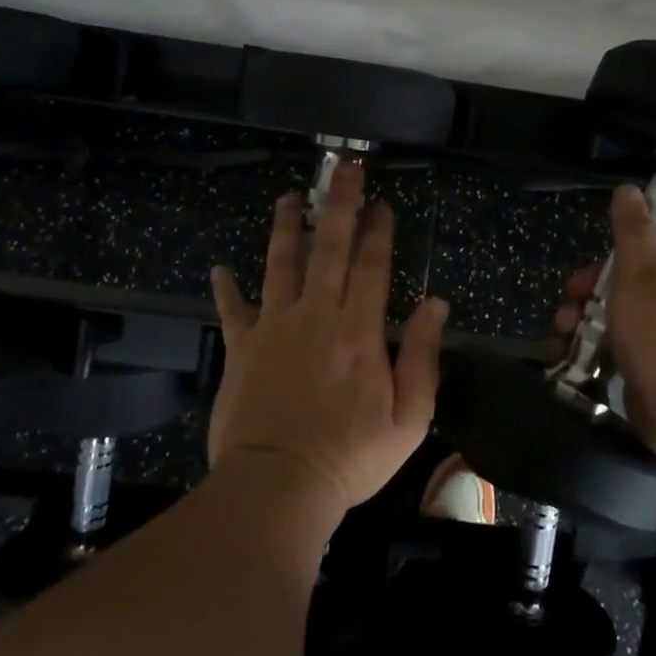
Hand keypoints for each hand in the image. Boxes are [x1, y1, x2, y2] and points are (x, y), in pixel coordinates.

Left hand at [208, 160, 448, 520]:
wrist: (277, 487)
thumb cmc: (350, 457)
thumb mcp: (409, 418)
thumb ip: (423, 356)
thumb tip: (435, 304)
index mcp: (359, 330)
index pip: (372, 265)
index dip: (379, 230)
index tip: (382, 203)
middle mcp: (316, 315)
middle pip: (330, 247)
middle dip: (340, 203)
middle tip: (345, 168)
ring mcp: (274, 327)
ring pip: (281, 263)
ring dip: (288, 226)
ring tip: (292, 197)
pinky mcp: (242, 348)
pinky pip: (233, 310)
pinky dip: (226, 288)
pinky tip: (220, 268)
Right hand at [554, 184, 655, 450]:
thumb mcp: (638, 273)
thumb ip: (632, 231)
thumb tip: (631, 189)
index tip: (623, 224)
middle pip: (641, 269)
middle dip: (598, 277)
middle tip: (574, 289)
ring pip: (625, 306)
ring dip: (587, 312)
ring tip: (563, 327)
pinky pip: (623, 340)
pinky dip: (595, 341)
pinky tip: (566, 350)